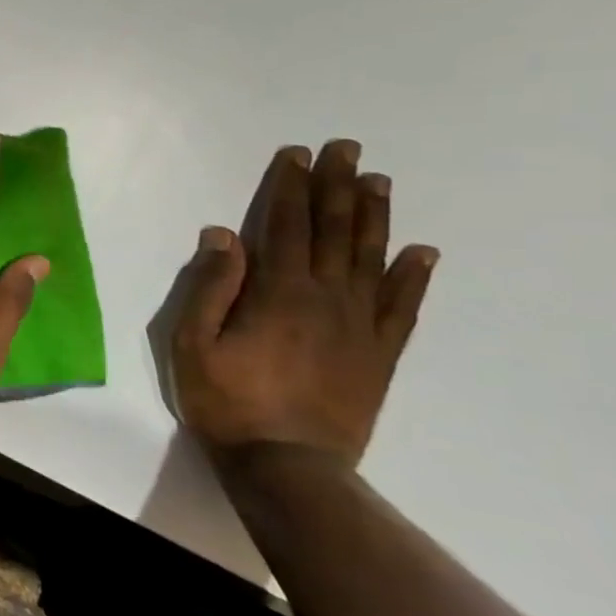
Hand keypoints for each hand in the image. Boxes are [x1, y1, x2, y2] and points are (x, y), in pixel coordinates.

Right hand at [169, 140, 438, 471]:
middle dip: (337, 187)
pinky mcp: (379, 354)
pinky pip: (403, 308)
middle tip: (347, 149)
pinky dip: (414, 277)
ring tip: (379, 181)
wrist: (287, 466)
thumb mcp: (192, 343)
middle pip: (334, 232)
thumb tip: (222, 233)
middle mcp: (327, 299)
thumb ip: (210, 286)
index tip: (296, 155)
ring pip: (372, 259)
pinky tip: (423, 252)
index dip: (290, 188)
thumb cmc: (226, 400)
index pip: (285, 226)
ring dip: (374, 217)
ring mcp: (360, 326)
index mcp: (278, 293)